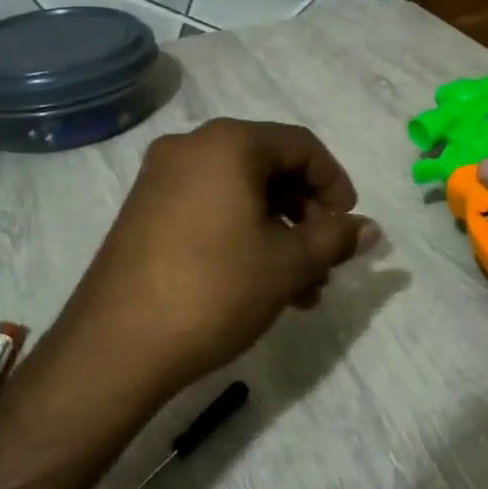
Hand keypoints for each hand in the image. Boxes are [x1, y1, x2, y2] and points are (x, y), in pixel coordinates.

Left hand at [51, 119, 380, 400]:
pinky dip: (242, 235)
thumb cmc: (215, 289)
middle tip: (325, 260)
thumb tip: (370, 228)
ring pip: (240, 194)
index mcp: (228, 143)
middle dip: (306, 215)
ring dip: (278, 233)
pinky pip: (209, 209)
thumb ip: (335, 238)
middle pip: (269, 167)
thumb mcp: (288, 264)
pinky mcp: (144, 212)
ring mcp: (160, 179)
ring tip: (301, 287)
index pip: (301, 146)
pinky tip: (260, 284)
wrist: (117, 345)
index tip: (348, 227)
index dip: (335, 184)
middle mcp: (191, 148)